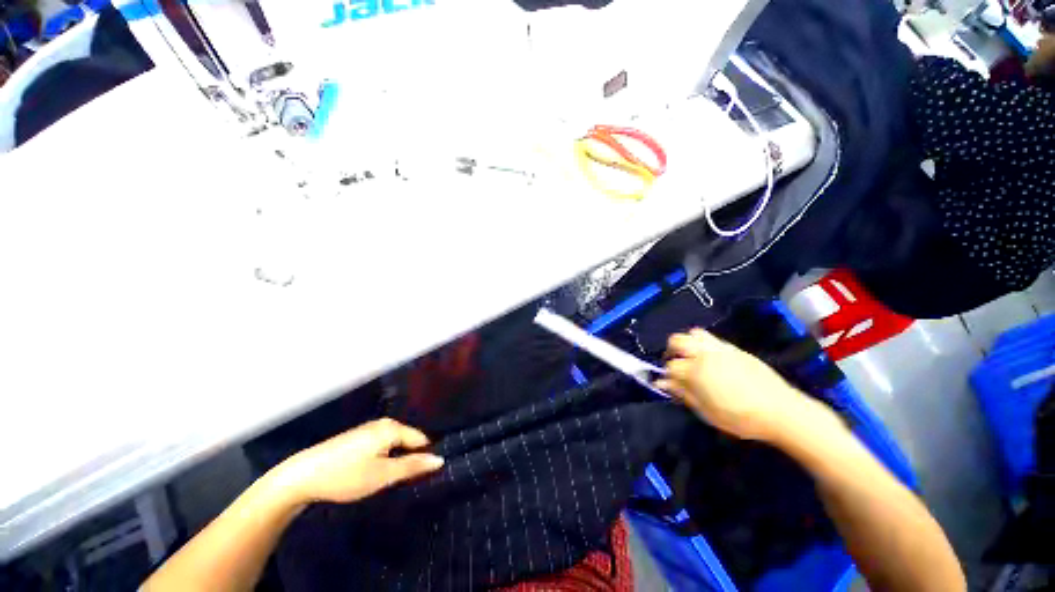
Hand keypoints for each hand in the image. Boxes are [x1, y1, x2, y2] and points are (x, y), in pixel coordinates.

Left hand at [270, 418, 444, 506]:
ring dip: (394, 459)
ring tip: (388, 478)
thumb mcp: (383, 474)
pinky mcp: (357, 437)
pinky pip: (381, 445)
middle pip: (407, 440)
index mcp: (393, 428)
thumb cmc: (346, 476)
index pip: (421, 440)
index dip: (423, 458)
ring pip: (393, 444)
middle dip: (408, 458)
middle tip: (403, 481)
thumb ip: (412, 466)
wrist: (301, 476)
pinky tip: (372, 472)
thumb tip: (440, 459)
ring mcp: (368, 429)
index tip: (421, 478)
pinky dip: (382, 457)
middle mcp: (383, 423)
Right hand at [655, 329, 822, 441]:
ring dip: (687, 343)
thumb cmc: (740, 418)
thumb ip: (683, 393)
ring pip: (693, 333)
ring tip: (692, 357)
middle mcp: (704, 354)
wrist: (781, 411)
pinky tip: (710, 359)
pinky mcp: (734, 348)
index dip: (667, 375)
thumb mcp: (707, 412)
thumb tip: (662, 382)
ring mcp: (720, 349)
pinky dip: (703, 344)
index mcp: (696, 371)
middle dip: (671, 351)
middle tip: (677, 365)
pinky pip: (711, 338)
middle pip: (676, 341)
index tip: (670, 383)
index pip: (670, 366)